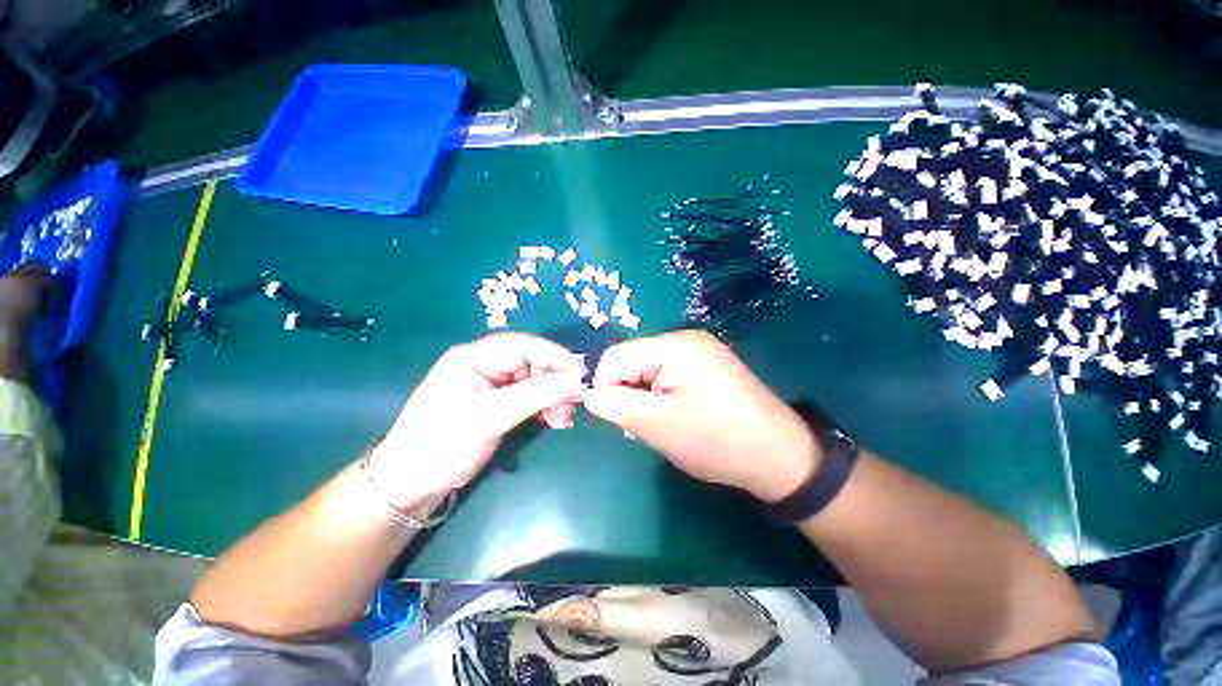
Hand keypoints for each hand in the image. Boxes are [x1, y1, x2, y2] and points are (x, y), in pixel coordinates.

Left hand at [369, 333, 585, 508]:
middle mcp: (488, 365)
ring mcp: (495, 386)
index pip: (524, 345)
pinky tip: (556, 420)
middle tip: (574, 402)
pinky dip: (546, 408)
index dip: (555, 356)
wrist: (411, 484)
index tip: (580, 374)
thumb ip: (534, 397)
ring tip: (564, 419)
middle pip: (533, 363)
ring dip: (554, 397)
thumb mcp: (488, 417)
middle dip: (556, 381)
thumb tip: (576, 383)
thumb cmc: (441, 443)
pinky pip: (532, 398)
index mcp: (475, 357)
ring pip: (537, 382)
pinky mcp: (500, 404)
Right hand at [582, 330, 818, 501]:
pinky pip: (670, 373)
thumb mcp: (658, 425)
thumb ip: (617, 406)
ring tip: (662, 424)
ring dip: (645, 396)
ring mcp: (701, 351)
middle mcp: (686, 339)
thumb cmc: (716, 440)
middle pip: (633, 360)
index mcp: (673, 346)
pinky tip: (678, 416)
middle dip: (628, 392)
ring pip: (650, 369)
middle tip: (642, 426)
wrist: (779, 455)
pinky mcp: (709, 365)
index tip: (616, 418)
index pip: (616, 356)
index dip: (606, 386)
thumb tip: (590, 396)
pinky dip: (663, 394)